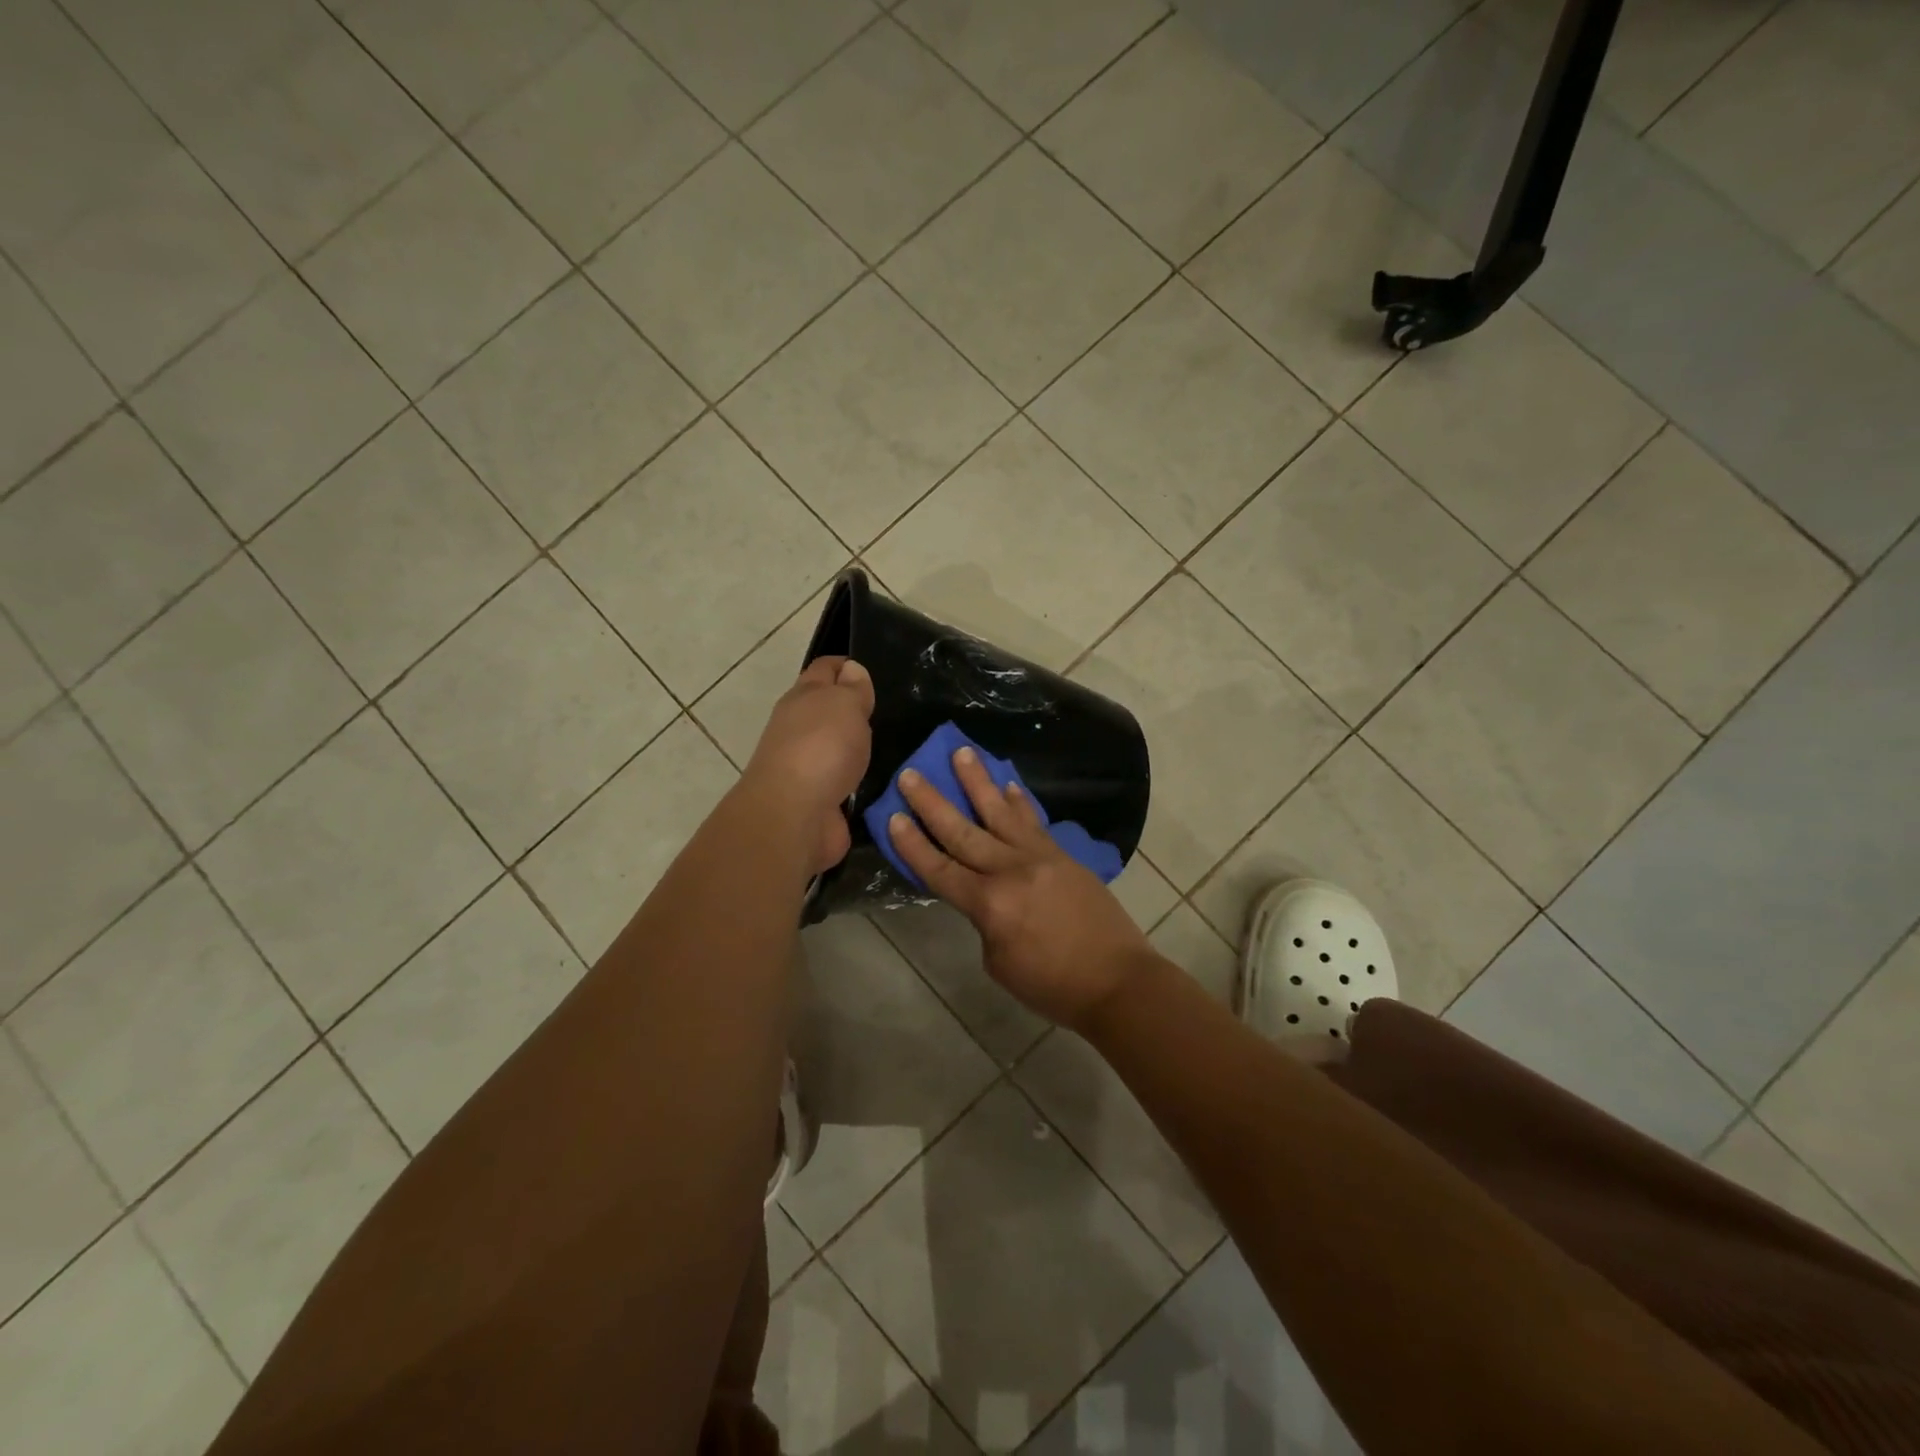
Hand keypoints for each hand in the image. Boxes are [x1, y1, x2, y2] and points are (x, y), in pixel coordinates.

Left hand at [743, 656, 874, 873]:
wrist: (795, 815)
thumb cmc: (821, 748)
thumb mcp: (845, 704)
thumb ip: (852, 688)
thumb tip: (851, 670)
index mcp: (803, 698)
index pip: (824, 669)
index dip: (845, 665)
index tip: (872, 671)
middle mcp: (799, 729)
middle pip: (826, 710)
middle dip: (852, 709)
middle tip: (890, 712)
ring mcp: (807, 767)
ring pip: (836, 748)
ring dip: (855, 748)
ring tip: (893, 748)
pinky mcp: (820, 800)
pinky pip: (844, 783)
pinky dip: (858, 782)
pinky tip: (882, 783)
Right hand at [886, 747, 1154, 1029]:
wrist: (1116, 979)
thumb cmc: (1052, 985)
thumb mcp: (999, 962)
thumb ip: (983, 920)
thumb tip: (983, 893)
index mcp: (989, 904)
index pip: (940, 869)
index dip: (913, 845)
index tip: (892, 815)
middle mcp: (1010, 870)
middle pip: (963, 831)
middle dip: (932, 802)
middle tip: (911, 772)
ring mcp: (1040, 857)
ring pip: (1000, 812)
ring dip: (978, 781)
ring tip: (961, 751)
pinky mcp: (1063, 855)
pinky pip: (1034, 822)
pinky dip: (1019, 801)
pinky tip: (1008, 784)